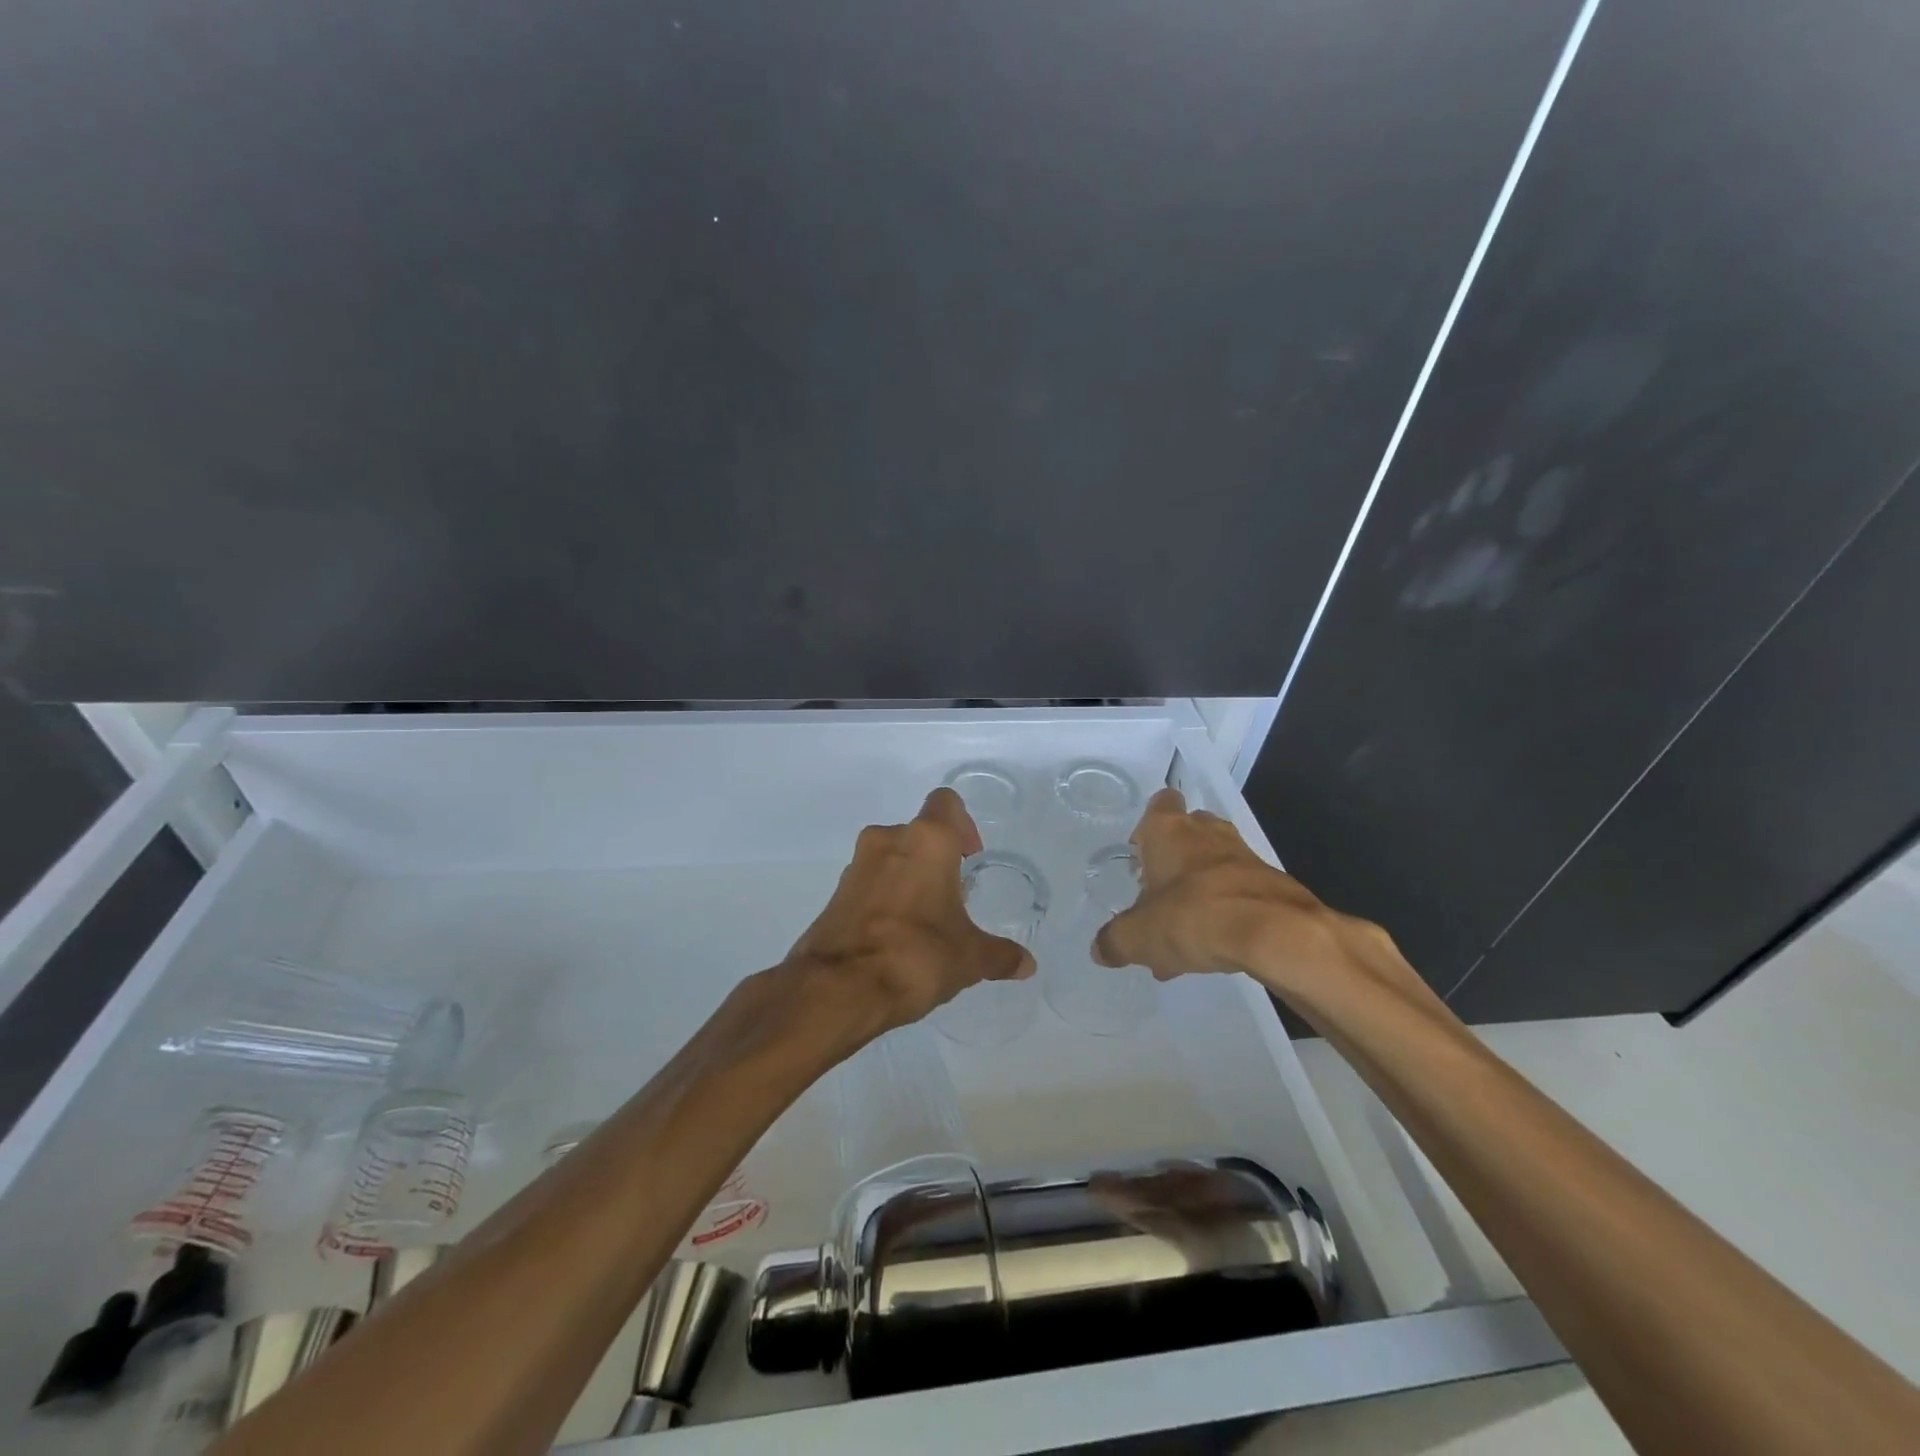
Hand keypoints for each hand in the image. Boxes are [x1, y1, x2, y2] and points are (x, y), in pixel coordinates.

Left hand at [784, 787, 1034, 1034]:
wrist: (838, 988)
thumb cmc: (915, 955)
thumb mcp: (969, 958)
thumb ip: (1000, 955)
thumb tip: (1027, 964)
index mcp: (926, 840)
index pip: (946, 803)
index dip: (963, 824)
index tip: (971, 857)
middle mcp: (888, 840)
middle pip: (918, 832)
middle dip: (937, 858)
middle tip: (953, 895)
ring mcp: (857, 865)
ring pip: (892, 856)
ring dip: (909, 877)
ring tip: (926, 920)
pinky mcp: (836, 893)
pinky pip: (871, 882)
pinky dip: (886, 897)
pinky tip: (897, 936)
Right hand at [1092, 787, 1369, 1001]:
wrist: (1274, 933)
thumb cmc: (1191, 916)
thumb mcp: (1138, 937)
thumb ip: (1114, 941)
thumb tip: (1101, 951)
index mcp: (1168, 830)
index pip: (1160, 803)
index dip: (1148, 825)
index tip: (1139, 852)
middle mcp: (1206, 833)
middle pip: (1188, 832)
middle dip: (1173, 861)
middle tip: (1158, 897)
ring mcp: (1243, 856)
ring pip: (1214, 865)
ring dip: (1199, 891)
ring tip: (1183, 937)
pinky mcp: (1272, 884)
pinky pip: (1239, 893)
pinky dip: (1225, 913)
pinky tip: (1213, 950)